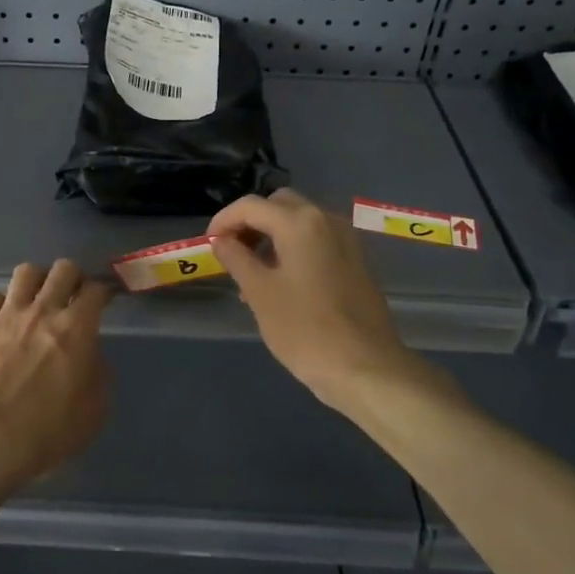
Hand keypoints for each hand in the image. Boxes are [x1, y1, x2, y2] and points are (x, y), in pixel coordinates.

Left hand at [0, 259, 112, 492]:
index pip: (96, 290)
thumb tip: (90, 354)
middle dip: (73, 277)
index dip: (104, 290)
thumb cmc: (49, 432)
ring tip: (38, 298)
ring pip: (25, 272)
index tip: (104, 298)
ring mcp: (7, 316)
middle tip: (73, 294)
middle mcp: (43, 311)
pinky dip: (2, 305)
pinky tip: (4, 320)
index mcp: (77, 328)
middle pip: (63, 269)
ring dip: (37, 281)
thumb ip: (99, 373)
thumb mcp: (95, 410)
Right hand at [207, 188, 422, 409]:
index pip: (251, 205)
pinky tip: (280, 284)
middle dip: (250, 222)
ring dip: (270, 236)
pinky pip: (316, 241)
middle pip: (278, 205)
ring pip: (299, 222)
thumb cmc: (305, 329)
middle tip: (231, 252)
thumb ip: (236, 258)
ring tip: (250, 274)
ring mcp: (345, 240)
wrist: (366, 368)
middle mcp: (326, 220)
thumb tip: (221, 240)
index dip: (223, 220)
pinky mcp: (355, 261)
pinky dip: (292, 249)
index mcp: (299, 223)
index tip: (208, 244)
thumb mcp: (259, 293)